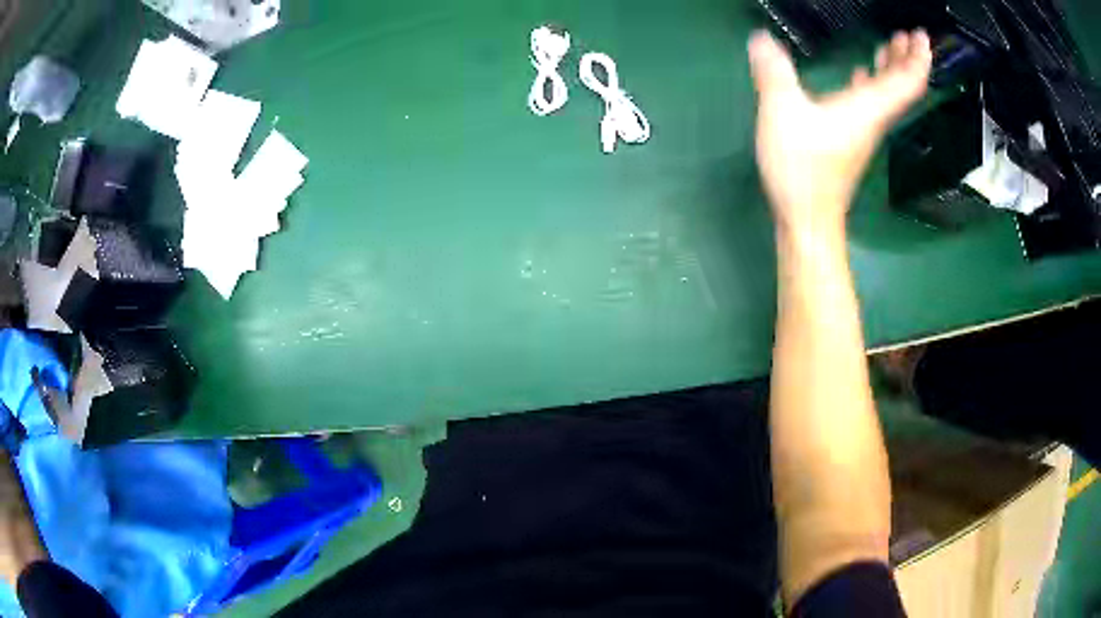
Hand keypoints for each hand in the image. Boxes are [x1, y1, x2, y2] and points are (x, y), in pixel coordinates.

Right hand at [749, 30, 931, 236]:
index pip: (907, 80)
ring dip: (892, 67)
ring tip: (890, 44)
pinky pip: (871, 101)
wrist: (807, 216)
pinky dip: (872, 82)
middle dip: (908, 57)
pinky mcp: (851, 136)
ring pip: (889, 93)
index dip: (917, 56)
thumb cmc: (803, 167)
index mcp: (868, 107)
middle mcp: (873, 116)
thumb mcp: (782, 111)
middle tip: (907, 34)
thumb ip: (774, 71)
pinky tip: (862, 72)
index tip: (921, 36)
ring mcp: (864, 128)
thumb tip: (760, 37)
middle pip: (902, 85)